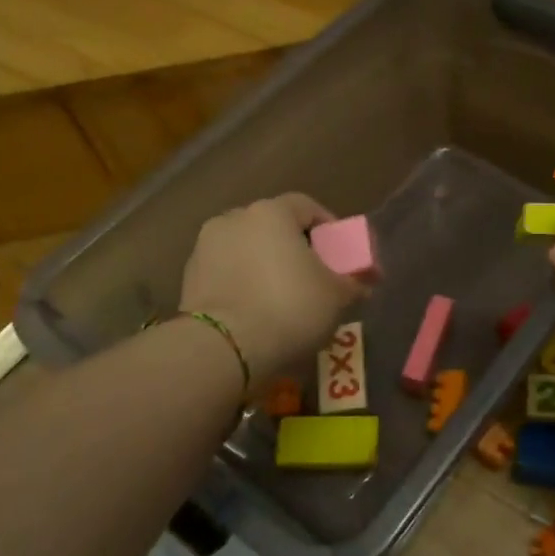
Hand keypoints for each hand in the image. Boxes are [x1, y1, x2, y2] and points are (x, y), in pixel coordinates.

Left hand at [179, 194, 364, 385]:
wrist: (223, 349)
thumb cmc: (289, 308)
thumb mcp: (336, 296)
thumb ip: (354, 282)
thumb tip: (366, 281)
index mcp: (272, 212)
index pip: (307, 206)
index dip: (328, 226)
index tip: (340, 252)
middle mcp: (235, 219)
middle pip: (273, 226)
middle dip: (294, 247)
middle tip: (313, 275)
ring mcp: (205, 248)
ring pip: (247, 249)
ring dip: (265, 265)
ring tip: (282, 297)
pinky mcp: (188, 278)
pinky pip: (226, 272)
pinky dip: (242, 283)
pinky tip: (255, 310)